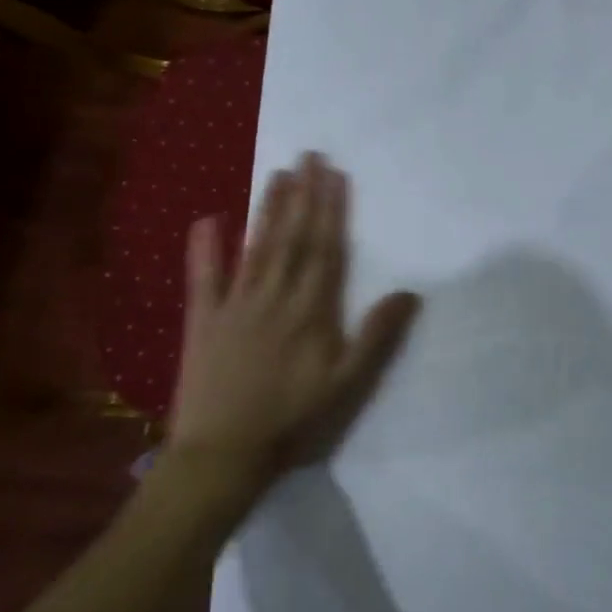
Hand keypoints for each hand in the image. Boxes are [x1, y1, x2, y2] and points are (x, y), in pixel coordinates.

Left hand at [164, 153, 420, 519]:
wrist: (223, 456)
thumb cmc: (293, 420)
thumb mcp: (347, 384)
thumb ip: (377, 336)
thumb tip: (410, 292)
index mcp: (310, 311)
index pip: (325, 250)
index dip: (331, 210)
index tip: (335, 174)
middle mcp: (273, 297)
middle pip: (291, 238)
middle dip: (302, 195)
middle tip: (308, 155)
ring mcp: (235, 306)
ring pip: (255, 247)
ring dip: (267, 209)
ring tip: (277, 173)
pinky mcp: (202, 321)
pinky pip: (203, 278)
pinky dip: (205, 247)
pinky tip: (209, 218)